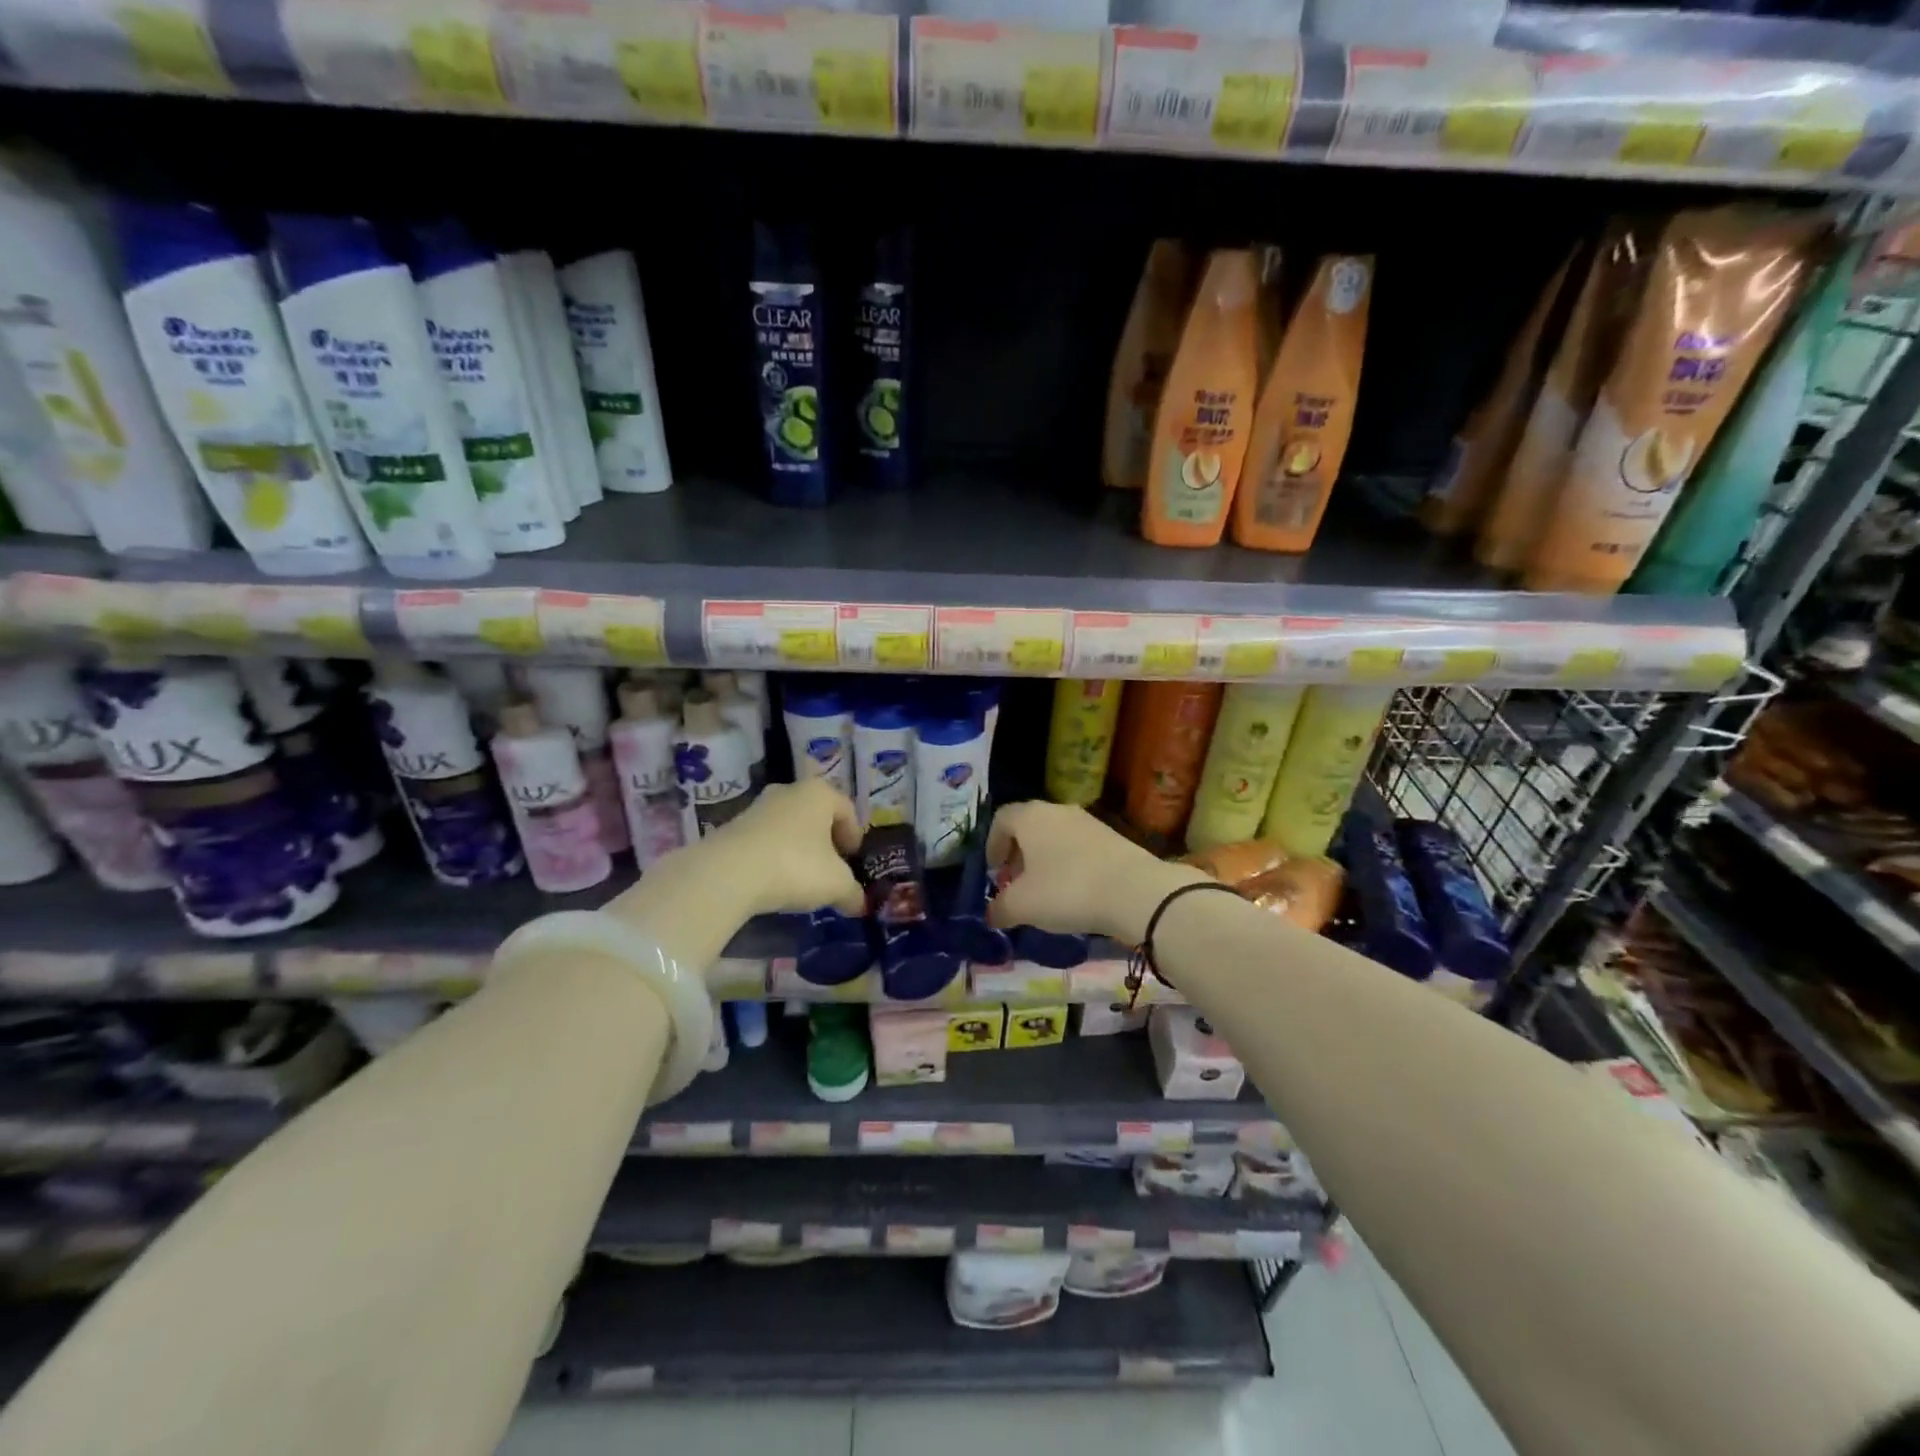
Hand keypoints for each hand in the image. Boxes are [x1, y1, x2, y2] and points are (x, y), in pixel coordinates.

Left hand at [704, 778, 866, 916]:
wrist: (728, 873)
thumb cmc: (796, 866)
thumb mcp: (836, 884)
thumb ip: (853, 893)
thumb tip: (860, 905)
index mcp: (820, 793)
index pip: (847, 809)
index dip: (855, 835)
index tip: (854, 859)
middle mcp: (789, 790)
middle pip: (816, 814)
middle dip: (826, 840)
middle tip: (832, 867)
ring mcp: (758, 806)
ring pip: (789, 825)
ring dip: (799, 848)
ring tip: (802, 877)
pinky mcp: (733, 826)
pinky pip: (765, 839)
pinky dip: (775, 855)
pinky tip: (775, 879)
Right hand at [986, 801, 1205, 944]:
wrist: (1135, 891)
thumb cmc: (1067, 890)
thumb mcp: (1023, 906)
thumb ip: (1000, 909)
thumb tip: (991, 914)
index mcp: (1030, 817)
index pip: (1000, 820)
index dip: (992, 846)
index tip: (993, 872)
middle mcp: (1057, 810)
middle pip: (1028, 827)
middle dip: (1017, 855)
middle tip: (1015, 885)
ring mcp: (1088, 822)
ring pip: (1054, 837)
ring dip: (1044, 861)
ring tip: (1044, 893)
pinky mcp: (1111, 837)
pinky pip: (1078, 847)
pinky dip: (1068, 865)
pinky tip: (1073, 893)